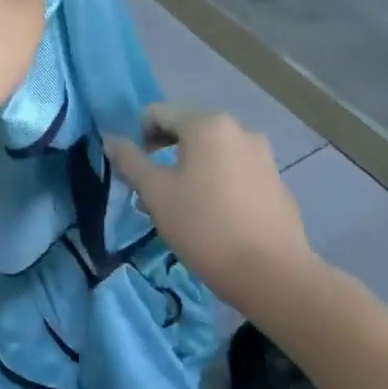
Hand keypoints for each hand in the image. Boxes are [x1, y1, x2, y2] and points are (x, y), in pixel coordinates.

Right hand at [104, 104, 316, 307]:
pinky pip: (235, 170)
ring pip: (212, 152)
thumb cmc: (204, 226)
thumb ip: (130, 160)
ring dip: (190, 168)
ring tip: (182, 205)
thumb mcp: (155, 193)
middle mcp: (239, 130)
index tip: (135, 171)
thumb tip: (111, 139)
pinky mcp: (277, 182)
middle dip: (164, 152)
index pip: (157, 113)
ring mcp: (263, 156)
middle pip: (187, 129)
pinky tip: (214, 216)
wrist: (273, 275)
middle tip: (153, 189)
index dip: (138, 137)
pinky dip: (217, 182)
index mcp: (207, 124)